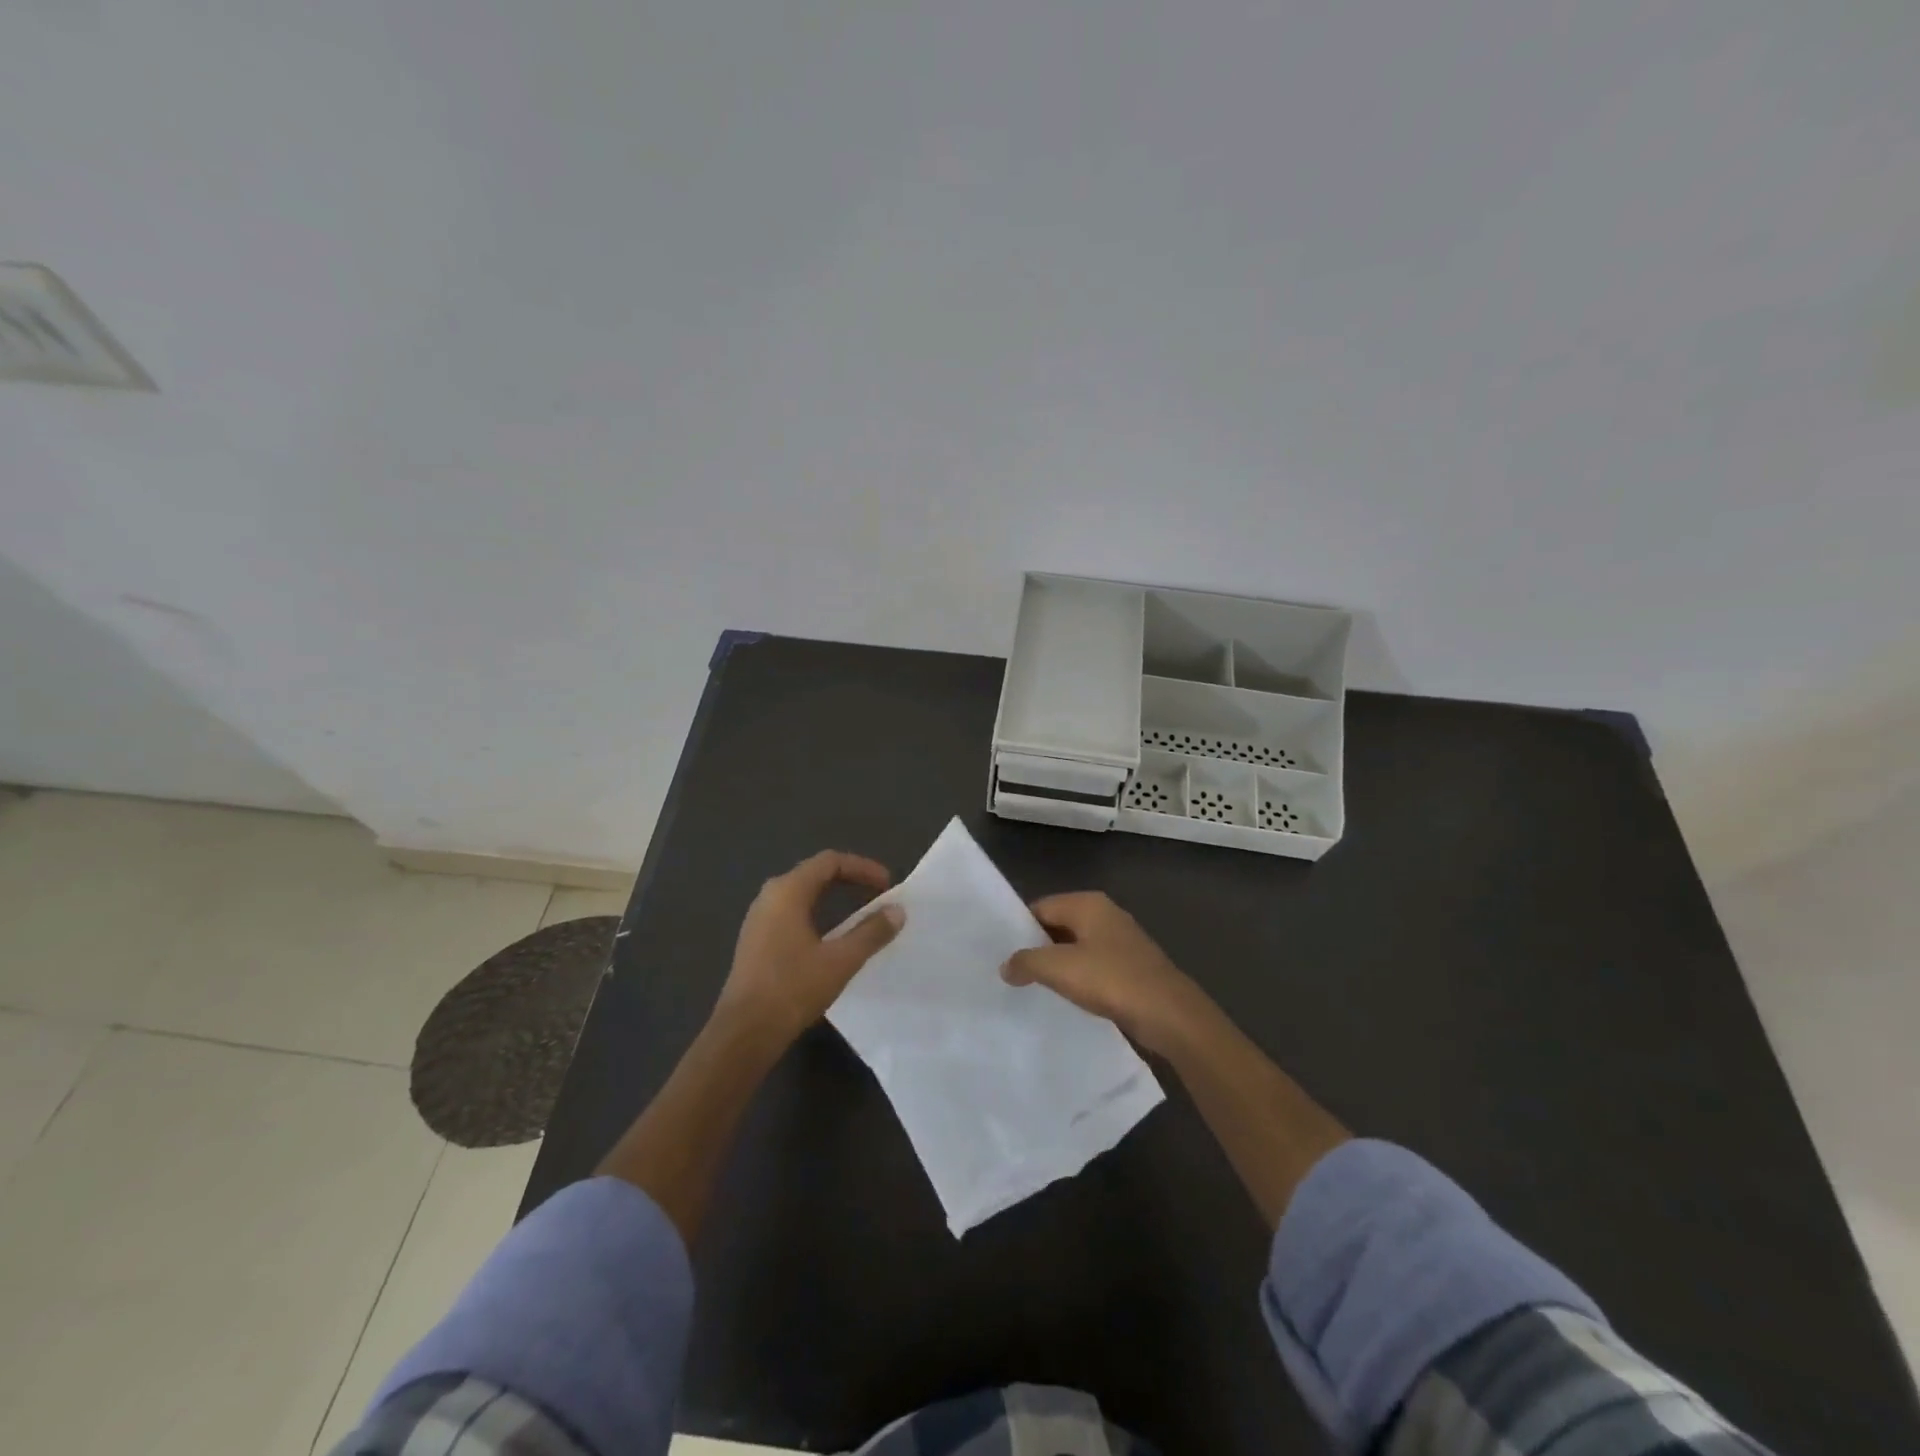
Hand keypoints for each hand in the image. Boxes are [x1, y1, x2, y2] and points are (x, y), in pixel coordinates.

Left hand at [715, 850, 904, 1044]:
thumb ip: (871, 932)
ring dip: (833, 897)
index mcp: (787, 891)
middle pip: (815, 873)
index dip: (862, 868)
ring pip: (802, 894)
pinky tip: (832, 936)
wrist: (744, 1033)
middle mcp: (769, 896)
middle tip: (878, 895)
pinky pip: (792, 912)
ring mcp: (759, 918)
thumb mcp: (840, 960)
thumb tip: (897, 910)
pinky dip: (817, 913)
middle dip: (849, 880)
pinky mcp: (756, 940)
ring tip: (860, 914)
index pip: (830, 861)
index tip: (887, 885)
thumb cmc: (793, 989)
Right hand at [1002, 892, 1209, 1056]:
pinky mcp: (1131, 966)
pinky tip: (1068, 997)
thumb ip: (1026, 962)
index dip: (1019, 928)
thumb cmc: (1111, 980)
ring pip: (1076, 947)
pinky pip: (1094, 965)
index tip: (1000, 952)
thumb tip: (1006, 966)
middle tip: (1011, 972)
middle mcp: (1105, 913)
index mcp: (1087, 903)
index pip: (1040, 907)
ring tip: (1033, 987)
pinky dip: (1078, 978)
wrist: (1168, 1013)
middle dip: (1037, 947)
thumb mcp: (1058, 969)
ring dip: (1058, 965)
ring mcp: (1121, 940)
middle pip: (1058, 925)